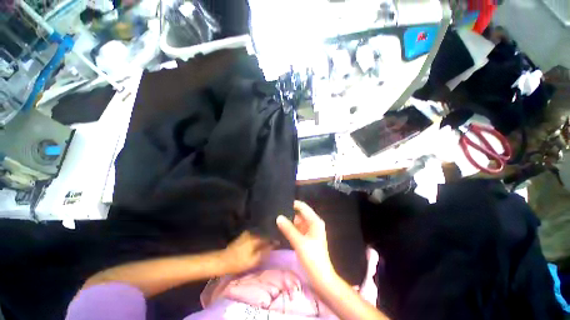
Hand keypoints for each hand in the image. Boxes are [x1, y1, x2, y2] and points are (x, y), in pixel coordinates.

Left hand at [220, 231, 272, 274]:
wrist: (223, 260)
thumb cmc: (239, 262)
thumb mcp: (253, 260)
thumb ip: (264, 252)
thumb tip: (273, 245)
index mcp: (256, 239)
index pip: (268, 238)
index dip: (274, 242)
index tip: (279, 244)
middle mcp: (252, 234)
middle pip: (263, 236)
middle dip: (268, 240)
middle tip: (273, 245)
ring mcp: (246, 234)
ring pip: (258, 236)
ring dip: (263, 239)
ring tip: (266, 245)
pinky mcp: (242, 236)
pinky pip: (253, 236)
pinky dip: (257, 240)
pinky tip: (257, 245)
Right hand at [276, 201, 336, 287]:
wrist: (321, 277)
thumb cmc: (312, 258)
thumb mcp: (299, 242)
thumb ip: (288, 229)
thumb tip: (278, 217)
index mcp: (315, 221)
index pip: (302, 207)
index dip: (292, 204)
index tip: (280, 203)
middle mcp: (313, 223)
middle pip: (300, 213)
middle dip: (289, 212)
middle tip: (275, 211)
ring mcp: (310, 230)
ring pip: (298, 221)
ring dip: (289, 220)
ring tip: (276, 217)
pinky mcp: (307, 237)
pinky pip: (298, 228)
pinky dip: (291, 228)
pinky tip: (281, 227)